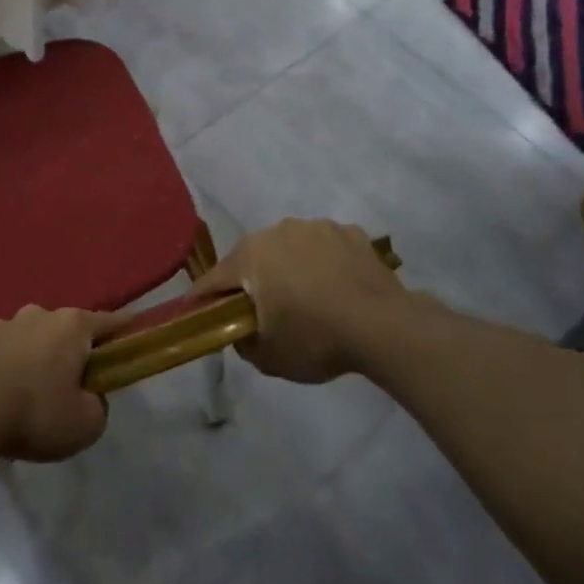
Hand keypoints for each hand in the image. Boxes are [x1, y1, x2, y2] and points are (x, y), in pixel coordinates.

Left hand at [0, 306, 115, 462]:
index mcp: (73, 325)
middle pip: (68, 329)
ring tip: (36, 389)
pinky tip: (7, 393)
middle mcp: (40, 314)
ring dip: (39, 356)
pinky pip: (6, 352)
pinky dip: (11, 366)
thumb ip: (97, 406)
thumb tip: (88, 397)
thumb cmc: (37, 412)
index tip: (135, 333)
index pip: (110, 322)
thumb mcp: (86, 424)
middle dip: (75, 349)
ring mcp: (5, 325)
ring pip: (34, 338)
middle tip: (78, 381)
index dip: (125, 330)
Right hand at [193, 219, 419, 383]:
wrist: (383, 326)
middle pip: (252, 259)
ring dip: (289, 268)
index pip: (213, 279)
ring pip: (290, 248)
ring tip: (306, 299)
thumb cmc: (315, 338)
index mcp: (250, 255)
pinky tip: (337, 289)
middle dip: (251, 282)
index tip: (199, 315)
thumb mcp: (268, 356)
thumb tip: (240, 331)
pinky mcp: (350, 232)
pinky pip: (325, 249)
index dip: (203, 300)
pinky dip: (324, 264)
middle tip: (261, 311)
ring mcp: (316, 227)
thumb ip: (242, 342)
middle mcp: (277, 230)